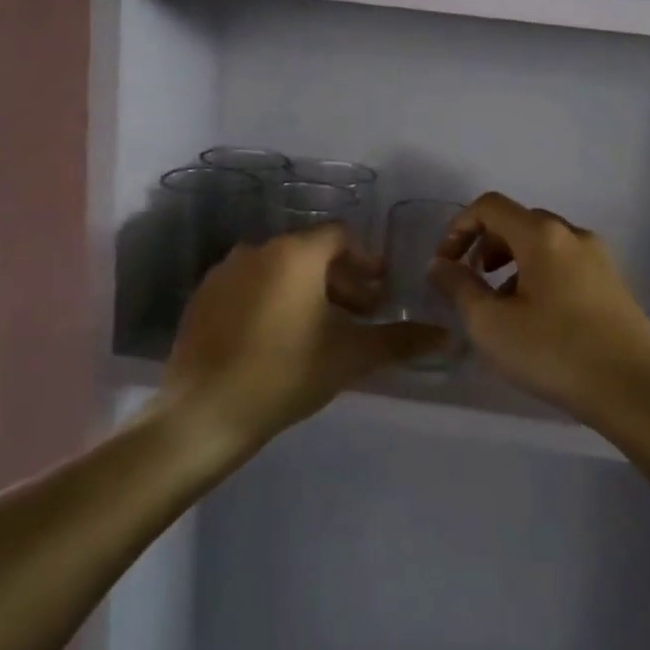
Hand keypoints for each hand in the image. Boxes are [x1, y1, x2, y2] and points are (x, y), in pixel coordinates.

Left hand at [164, 223, 446, 445]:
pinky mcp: (203, 297)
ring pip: (279, 269)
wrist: (204, 413)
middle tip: (359, 315)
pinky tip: (279, 338)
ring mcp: (225, 272)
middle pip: (311, 253)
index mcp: (296, 254)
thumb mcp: (351, 356)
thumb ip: (400, 340)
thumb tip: (446, 337)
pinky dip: (272, 299)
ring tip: (321, 329)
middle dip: (341, 280)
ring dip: (307, 290)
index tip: (380, 291)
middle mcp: (259, 249)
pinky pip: (249, 286)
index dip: (366, 260)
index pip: (341, 236)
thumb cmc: (286, 374)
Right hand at [430, 192, 649, 426]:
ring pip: (544, 245)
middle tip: (471, 282)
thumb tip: (440, 264)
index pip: (490, 206)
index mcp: (542, 235)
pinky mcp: (613, 284)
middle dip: (485, 245)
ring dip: (512, 263)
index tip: (445, 264)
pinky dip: (539, 276)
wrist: (636, 390)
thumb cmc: (555, 352)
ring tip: (500, 305)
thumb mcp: (491, 324)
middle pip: (518, 222)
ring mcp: (599, 258)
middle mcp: (574, 235)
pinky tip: (536, 319)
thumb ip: (459, 287)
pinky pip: (565, 265)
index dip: (458, 227)